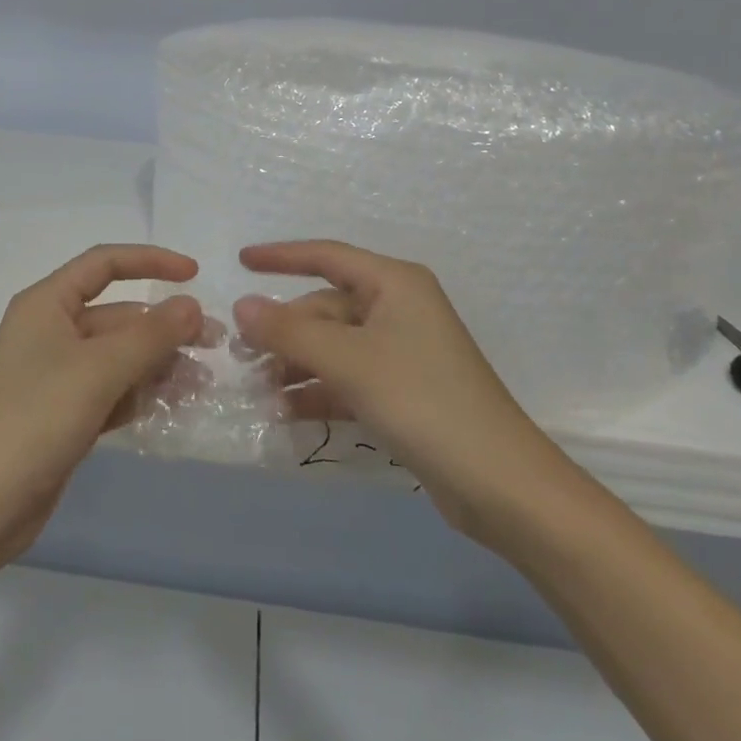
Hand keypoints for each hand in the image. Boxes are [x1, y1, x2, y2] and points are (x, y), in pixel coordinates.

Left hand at [0, 244, 201, 568]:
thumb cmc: (35, 419)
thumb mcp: (98, 370)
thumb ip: (150, 335)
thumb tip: (191, 304)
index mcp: (46, 304)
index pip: (104, 264)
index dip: (150, 261)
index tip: (194, 274)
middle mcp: (51, 331)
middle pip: (118, 315)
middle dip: (164, 327)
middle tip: (213, 344)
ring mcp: (57, 375)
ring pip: (119, 356)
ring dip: (159, 364)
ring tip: (202, 383)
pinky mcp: (64, 413)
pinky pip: (112, 390)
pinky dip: (141, 393)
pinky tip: (175, 406)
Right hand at [233, 241, 575, 548]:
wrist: (499, 484)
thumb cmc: (422, 401)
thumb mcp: (349, 361)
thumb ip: (289, 331)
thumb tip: (241, 305)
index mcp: (394, 284)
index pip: (327, 256)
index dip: (281, 256)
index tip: (241, 261)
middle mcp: (398, 309)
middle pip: (326, 309)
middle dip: (284, 333)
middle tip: (242, 360)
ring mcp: (402, 352)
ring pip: (333, 347)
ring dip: (295, 367)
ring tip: (259, 394)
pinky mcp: (403, 391)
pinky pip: (348, 378)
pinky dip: (318, 392)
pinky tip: (286, 415)